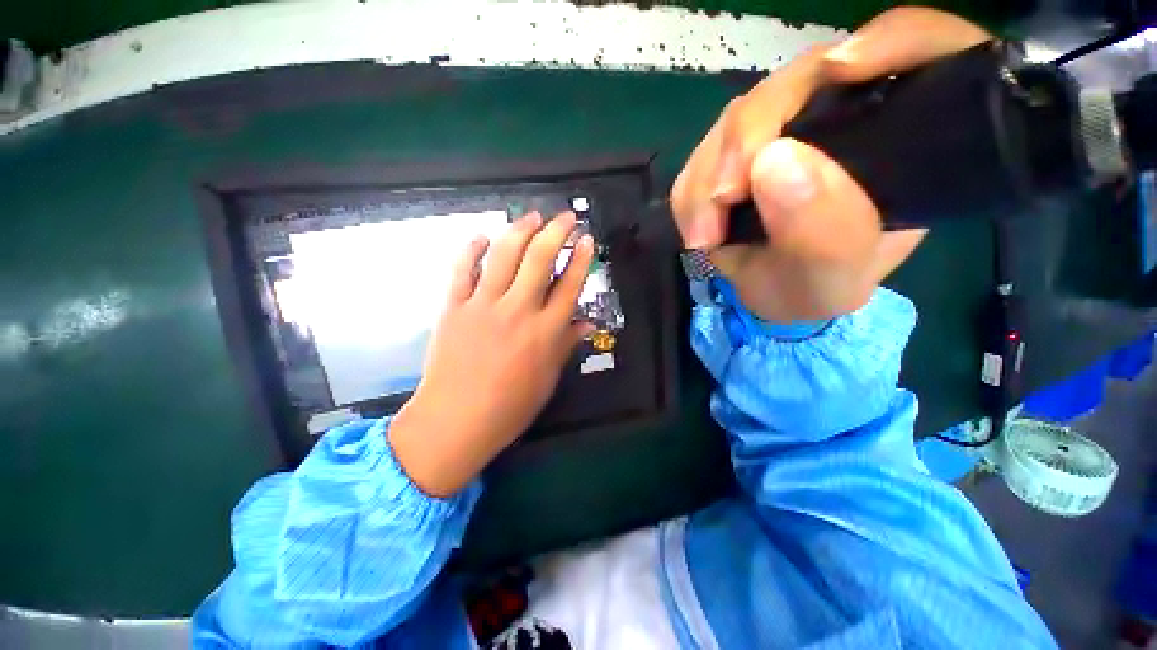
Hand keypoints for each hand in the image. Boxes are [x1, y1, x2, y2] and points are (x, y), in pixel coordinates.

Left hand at [389, 212, 594, 497]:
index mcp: (544, 332)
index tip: (586, 239)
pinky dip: (472, 248)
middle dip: (556, 231)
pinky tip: (482, 236)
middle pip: (539, 259)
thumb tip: (586, 324)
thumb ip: (566, 345)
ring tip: (532, 216)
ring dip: (520, 230)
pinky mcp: (454, 307)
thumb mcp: (547, 379)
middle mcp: (518, 311)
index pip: (569, 285)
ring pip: (504, 255)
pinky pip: (463, 269)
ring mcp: (483, 305)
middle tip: (566, 216)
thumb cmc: (509, 407)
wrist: (454, 421)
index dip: (580, 259)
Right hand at [670, 8, 990, 322]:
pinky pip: (707, 148)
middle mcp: (850, 117)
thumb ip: (821, 234)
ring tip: (706, 233)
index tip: (842, 72)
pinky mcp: (745, 145)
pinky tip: (701, 226)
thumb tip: (773, 161)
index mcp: (903, 138)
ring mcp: (791, 125)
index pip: (925, 48)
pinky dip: (694, 187)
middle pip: (804, 78)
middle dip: (750, 134)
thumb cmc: (816, 290)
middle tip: (722, 201)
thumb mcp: (830, 281)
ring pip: (744, 112)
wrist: (774, 295)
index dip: (894, 41)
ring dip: (710, 170)